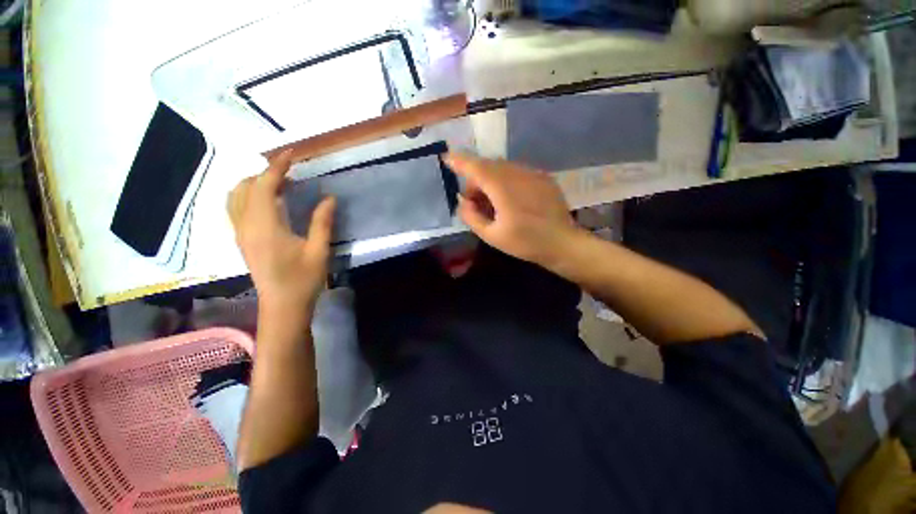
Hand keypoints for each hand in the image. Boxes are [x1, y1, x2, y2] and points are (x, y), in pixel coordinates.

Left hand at [227, 151, 335, 309]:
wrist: (282, 306)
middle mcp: (246, 226)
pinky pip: (237, 208)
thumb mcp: (318, 251)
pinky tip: (269, 203)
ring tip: (281, 185)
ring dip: (254, 184)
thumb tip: (329, 198)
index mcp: (265, 227)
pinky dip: (250, 196)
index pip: (263, 186)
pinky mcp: (242, 240)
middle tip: (291, 173)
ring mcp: (240, 234)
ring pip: (236, 197)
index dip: (276, 168)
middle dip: (265, 174)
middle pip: (244, 187)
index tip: (291, 155)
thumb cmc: (303, 280)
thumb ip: (322, 222)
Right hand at [445, 152, 582, 267]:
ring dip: (490, 180)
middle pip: (488, 166)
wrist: (563, 243)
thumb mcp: (492, 236)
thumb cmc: (525, 242)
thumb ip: (471, 217)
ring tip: (493, 204)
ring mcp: (533, 173)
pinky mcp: (543, 177)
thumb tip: (463, 201)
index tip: (446, 158)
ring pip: (502, 168)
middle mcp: (518, 173)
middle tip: (474, 203)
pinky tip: (510, 200)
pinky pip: (517, 172)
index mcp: (503, 188)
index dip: (459, 161)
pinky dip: (506, 180)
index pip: (476, 167)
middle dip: (476, 180)